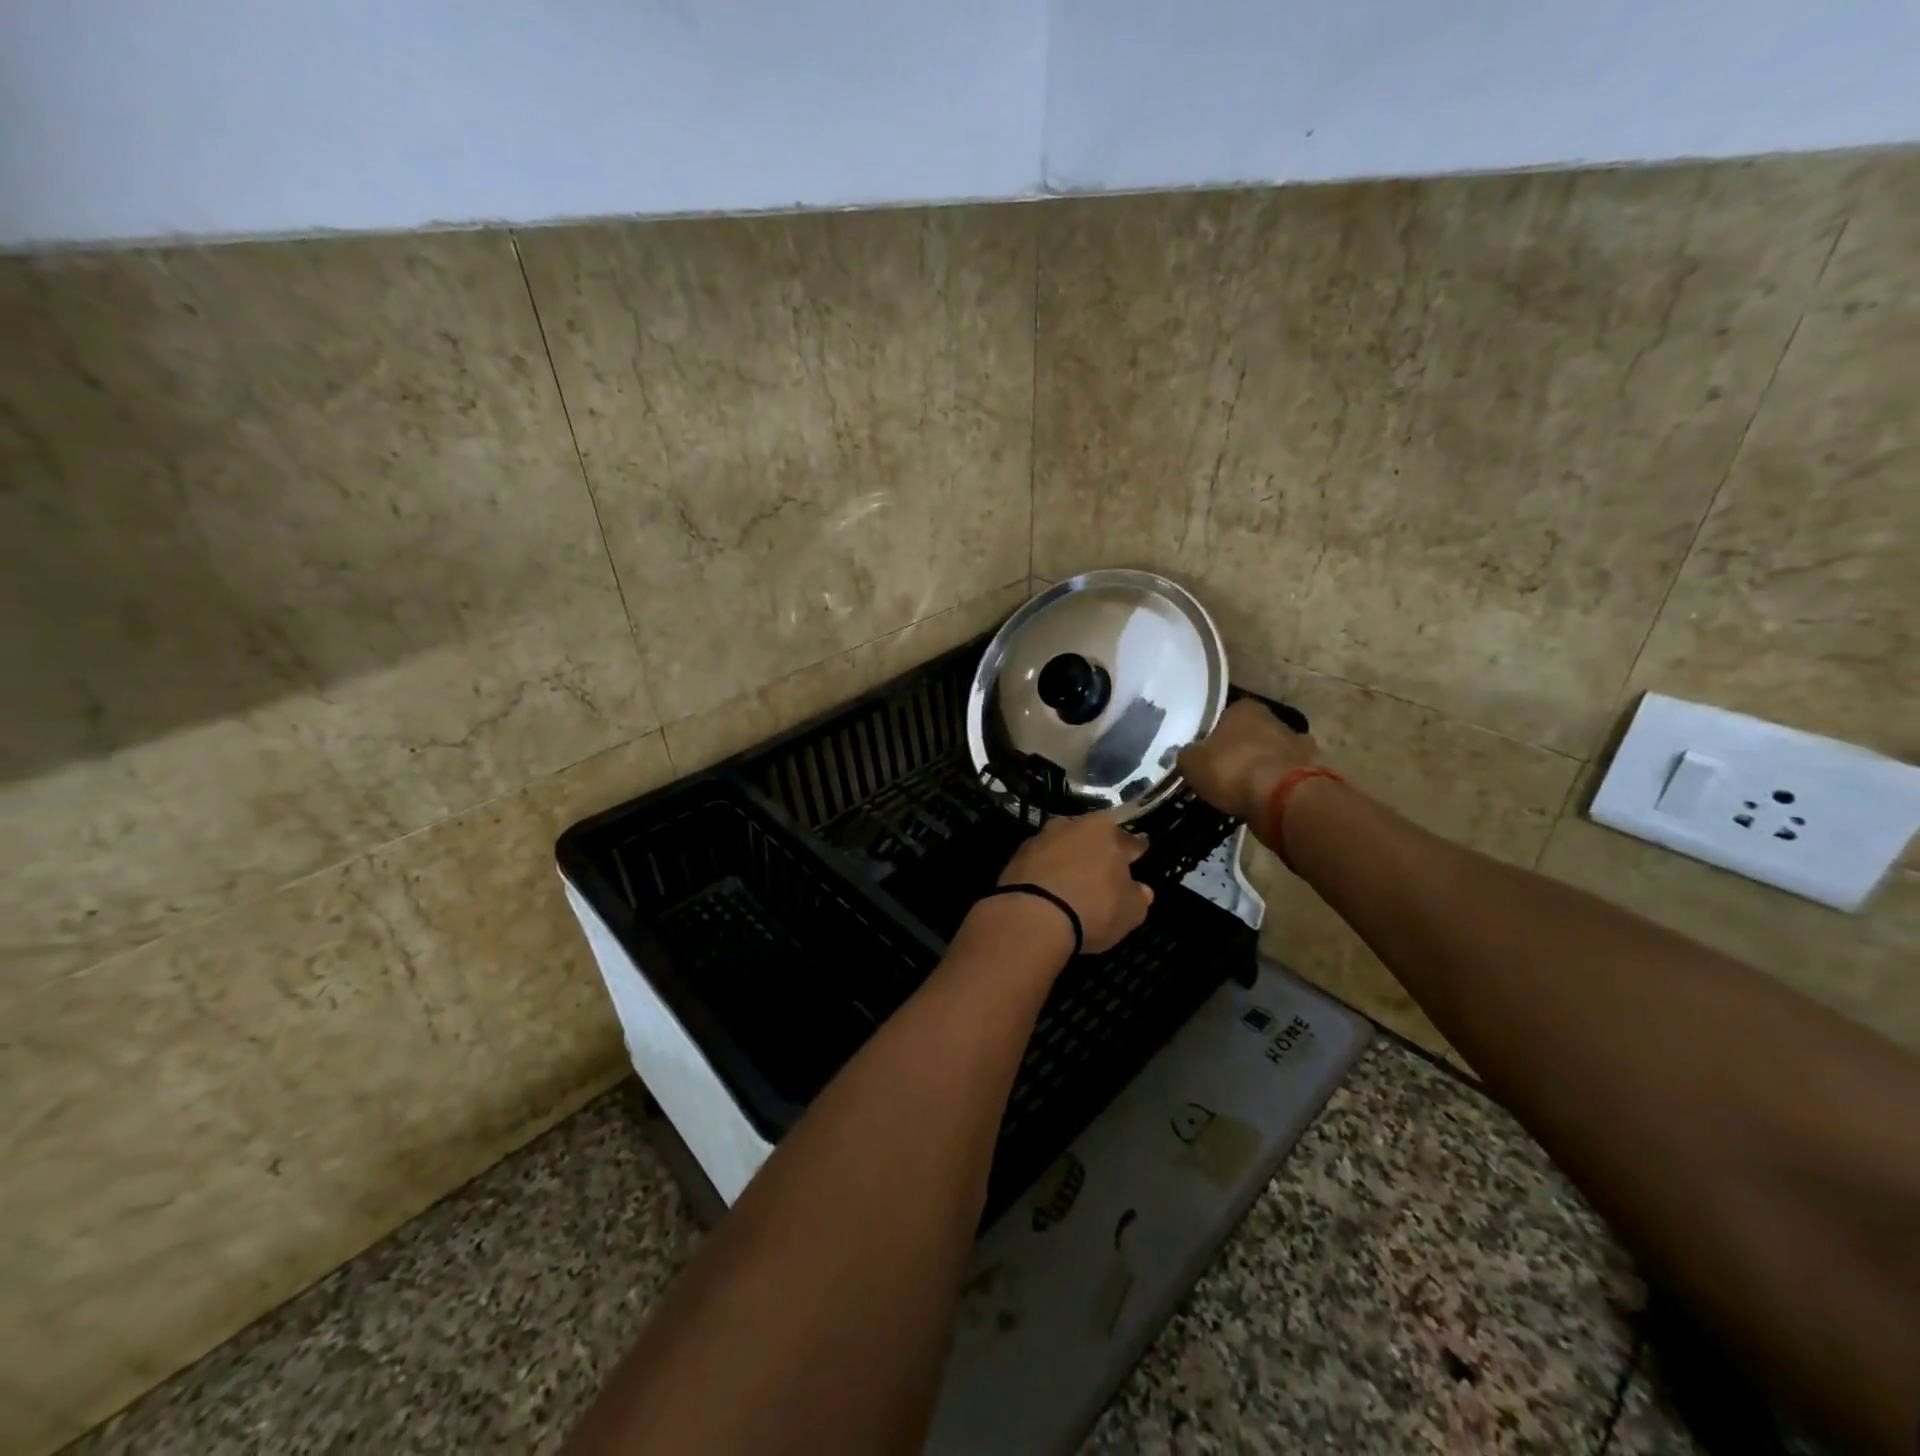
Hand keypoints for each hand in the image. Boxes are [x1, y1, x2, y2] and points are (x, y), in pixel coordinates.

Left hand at [996, 814, 1153, 954]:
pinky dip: (1047, 871)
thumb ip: (1138, 897)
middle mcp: (1072, 826)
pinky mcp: (1016, 856)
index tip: (1140, 852)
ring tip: (1075, 878)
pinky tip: (1050, 887)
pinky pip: (1040, 862)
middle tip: (1105, 866)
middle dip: (1099, 849)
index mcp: (1105, 831)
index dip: (1136, 849)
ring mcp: (1041, 838)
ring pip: (1063, 845)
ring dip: (1069, 858)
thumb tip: (1140, 890)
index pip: (1128, 839)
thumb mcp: (1129, 912)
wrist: (1031, 916)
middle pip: (1092, 836)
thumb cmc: (1092, 908)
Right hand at [1177, 700, 1317, 824]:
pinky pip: (1283, 777)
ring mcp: (1297, 745)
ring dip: (1259, 768)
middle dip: (1237, 750)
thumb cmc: (1231, 769)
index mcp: (1244, 708)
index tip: (1204, 753)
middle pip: (1249, 734)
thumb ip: (1187, 755)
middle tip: (1220, 772)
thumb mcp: (1191, 762)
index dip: (1212, 734)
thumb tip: (1187, 755)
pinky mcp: (1311, 772)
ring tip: (1240, 790)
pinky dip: (1274, 787)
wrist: (1282, 798)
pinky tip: (1260, 801)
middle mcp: (1274, 719)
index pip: (1223, 715)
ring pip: (1269, 755)